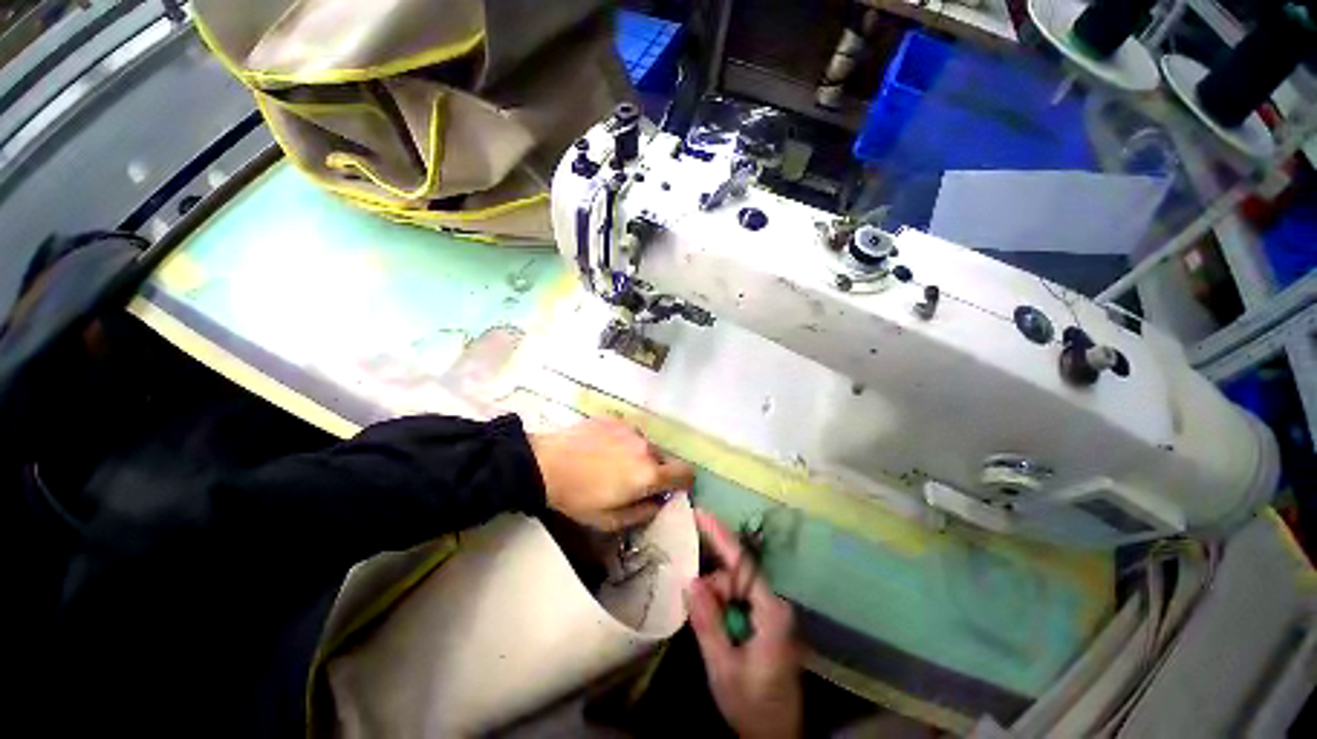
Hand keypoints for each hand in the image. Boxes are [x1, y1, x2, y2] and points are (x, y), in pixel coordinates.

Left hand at [529, 418, 693, 530]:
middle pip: (664, 459)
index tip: (672, 489)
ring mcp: (631, 430)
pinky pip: (630, 434)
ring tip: (614, 464)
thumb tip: (659, 503)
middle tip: (634, 482)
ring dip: (639, 456)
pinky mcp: (616, 420)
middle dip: (656, 472)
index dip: (684, 483)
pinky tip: (603, 449)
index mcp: (649, 473)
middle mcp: (646, 447)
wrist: (546, 463)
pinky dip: (624, 443)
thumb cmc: (578, 497)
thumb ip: (643, 513)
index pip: (686, 473)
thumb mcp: (610, 520)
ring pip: (647, 446)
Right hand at [687, 509, 802, 738]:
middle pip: (736, 575)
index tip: (700, 512)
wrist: (775, 737)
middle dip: (711, 583)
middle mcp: (774, 604)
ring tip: (703, 625)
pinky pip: (737, 600)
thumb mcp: (724, 668)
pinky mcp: (764, 621)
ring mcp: (770, 612)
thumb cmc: (753, 705)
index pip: (742, 562)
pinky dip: (719, 605)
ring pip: (734, 588)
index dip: (719, 534)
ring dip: (714, 598)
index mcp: (771, 611)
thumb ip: (708, 622)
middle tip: (690, 599)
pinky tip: (710, 620)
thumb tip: (690, 581)